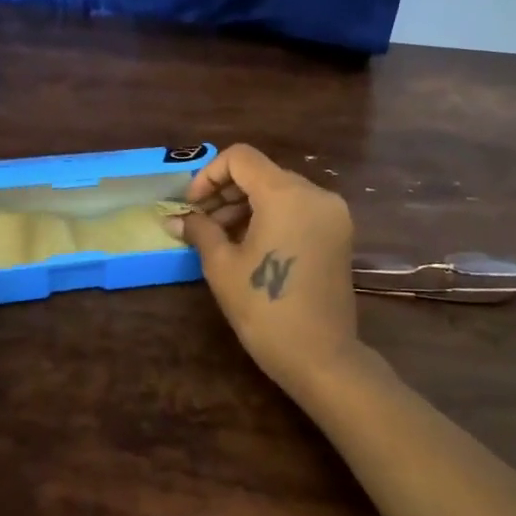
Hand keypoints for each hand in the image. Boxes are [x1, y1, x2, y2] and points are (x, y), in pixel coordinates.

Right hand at [165, 144, 361, 391]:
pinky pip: (298, 208)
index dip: (209, 175)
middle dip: (226, 191)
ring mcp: (332, 213)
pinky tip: (249, 243)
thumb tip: (177, 219)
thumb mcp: (222, 266)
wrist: (321, 357)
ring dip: (246, 204)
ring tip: (220, 236)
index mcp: (286, 194)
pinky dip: (271, 215)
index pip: (241, 158)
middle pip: (262, 172)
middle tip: (200, 221)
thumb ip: (200, 231)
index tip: (192, 205)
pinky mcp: (338, 233)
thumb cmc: (265, 309)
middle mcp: (315, 194)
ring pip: (280, 190)